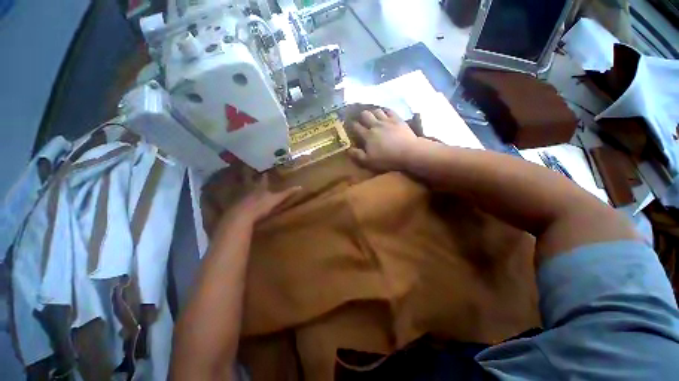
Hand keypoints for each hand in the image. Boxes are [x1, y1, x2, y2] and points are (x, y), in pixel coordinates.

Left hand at [218, 173, 300, 228]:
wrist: (241, 215)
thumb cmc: (261, 206)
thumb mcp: (277, 199)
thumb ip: (287, 193)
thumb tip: (300, 187)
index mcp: (260, 187)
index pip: (263, 179)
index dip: (265, 175)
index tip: (265, 171)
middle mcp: (249, 188)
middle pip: (249, 180)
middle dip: (249, 175)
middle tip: (247, 169)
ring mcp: (240, 195)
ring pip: (240, 187)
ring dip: (240, 183)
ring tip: (238, 180)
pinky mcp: (233, 203)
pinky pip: (234, 197)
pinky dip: (234, 195)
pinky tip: (234, 197)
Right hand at [348, 109, 418, 171]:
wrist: (408, 152)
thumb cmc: (387, 159)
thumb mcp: (369, 161)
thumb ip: (357, 155)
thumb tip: (348, 149)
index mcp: (367, 135)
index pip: (356, 127)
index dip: (352, 125)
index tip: (351, 125)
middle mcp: (375, 125)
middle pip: (365, 115)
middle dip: (361, 116)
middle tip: (362, 120)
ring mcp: (387, 121)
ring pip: (377, 110)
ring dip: (373, 112)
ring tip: (373, 116)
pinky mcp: (397, 119)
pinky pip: (389, 110)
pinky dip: (385, 111)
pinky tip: (385, 113)